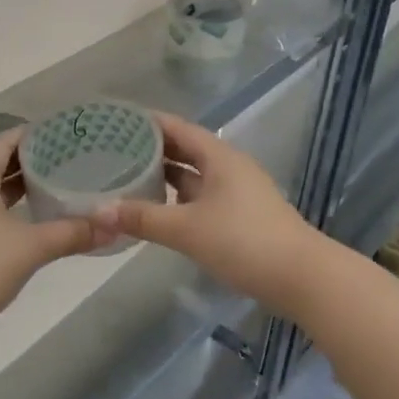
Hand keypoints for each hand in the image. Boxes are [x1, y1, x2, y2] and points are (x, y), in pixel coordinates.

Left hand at [0, 128, 103, 331]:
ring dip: (18, 184)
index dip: (30, 134)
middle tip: (65, 157)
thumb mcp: (32, 246)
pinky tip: (31, 218)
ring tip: (53, 183)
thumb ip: (72, 233)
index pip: (4, 141)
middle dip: (28, 159)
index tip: (60, 134)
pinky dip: (9, 206)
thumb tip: (111, 228)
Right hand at [91, 112, 317, 314]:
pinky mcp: (241, 215)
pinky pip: (202, 196)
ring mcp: (238, 191)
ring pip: (194, 175)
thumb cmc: (243, 241)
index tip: (116, 120)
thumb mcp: (186, 229)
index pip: (178, 128)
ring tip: (129, 176)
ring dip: (166, 175)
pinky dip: (179, 197)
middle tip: (113, 150)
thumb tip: (97, 211)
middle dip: (153, 149)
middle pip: (186, 149)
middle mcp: (229, 167)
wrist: (301, 277)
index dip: (148, 122)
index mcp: (219, 156)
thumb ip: (142, 218)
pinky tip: (159, 210)